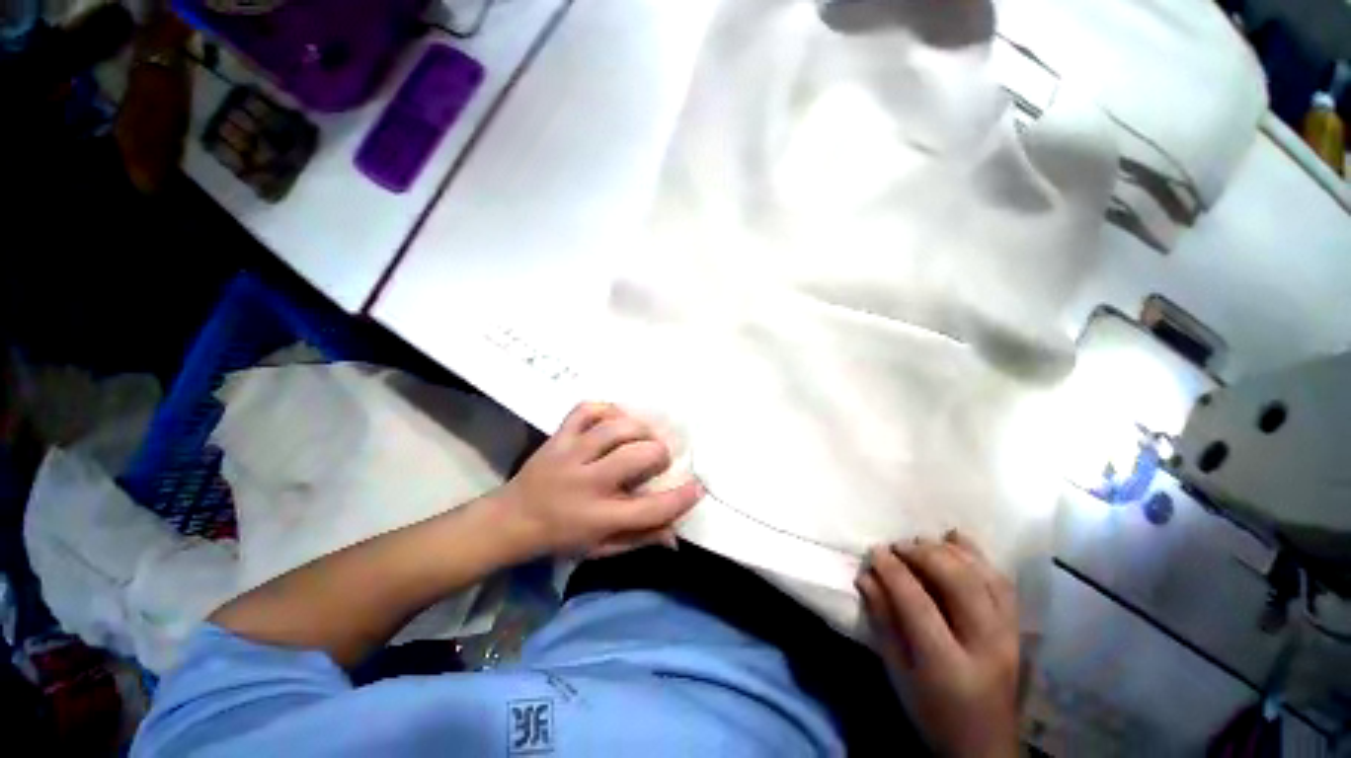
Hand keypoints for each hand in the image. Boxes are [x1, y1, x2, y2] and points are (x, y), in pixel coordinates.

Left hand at [496, 402, 702, 557]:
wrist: (510, 519)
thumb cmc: (561, 537)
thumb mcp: (601, 548)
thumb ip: (639, 539)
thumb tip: (676, 534)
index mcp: (597, 517)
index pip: (650, 509)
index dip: (681, 498)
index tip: (697, 486)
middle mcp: (586, 483)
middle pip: (635, 457)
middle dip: (659, 453)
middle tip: (660, 458)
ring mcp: (569, 454)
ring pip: (614, 429)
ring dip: (639, 429)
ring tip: (644, 436)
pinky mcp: (558, 436)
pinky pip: (586, 410)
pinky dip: (607, 409)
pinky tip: (616, 420)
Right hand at [856, 531, 1020, 757]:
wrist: (985, 745)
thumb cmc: (932, 713)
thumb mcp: (898, 673)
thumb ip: (883, 622)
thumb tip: (866, 576)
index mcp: (948, 666)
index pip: (918, 604)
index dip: (893, 571)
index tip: (875, 551)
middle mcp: (986, 646)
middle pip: (958, 583)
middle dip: (923, 554)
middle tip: (898, 546)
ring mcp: (1008, 636)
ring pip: (984, 577)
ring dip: (949, 551)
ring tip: (921, 543)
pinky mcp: (1017, 630)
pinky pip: (1002, 582)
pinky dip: (978, 556)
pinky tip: (956, 541)